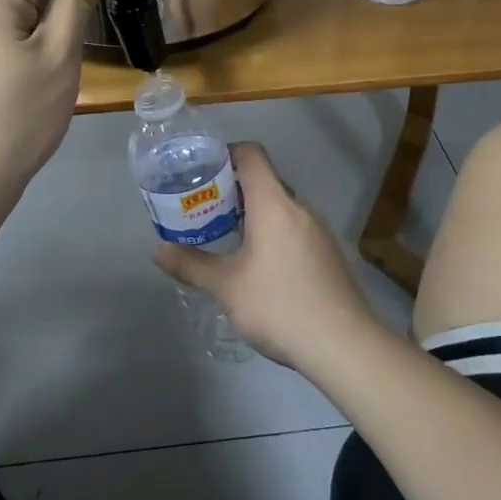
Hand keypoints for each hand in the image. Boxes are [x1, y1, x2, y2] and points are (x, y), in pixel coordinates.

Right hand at [152, 143, 382, 371]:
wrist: (344, 345)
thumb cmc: (279, 305)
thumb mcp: (226, 287)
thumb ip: (190, 265)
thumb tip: (157, 250)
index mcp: (273, 203)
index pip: (251, 155)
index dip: (226, 154)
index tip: (202, 171)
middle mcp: (299, 207)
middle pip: (265, 180)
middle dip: (233, 189)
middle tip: (205, 208)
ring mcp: (319, 230)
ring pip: (281, 206)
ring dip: (255, 213)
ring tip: (228, 236)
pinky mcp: (330, 253)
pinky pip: (296, 227)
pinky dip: (274, 232)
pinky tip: (261, 265)